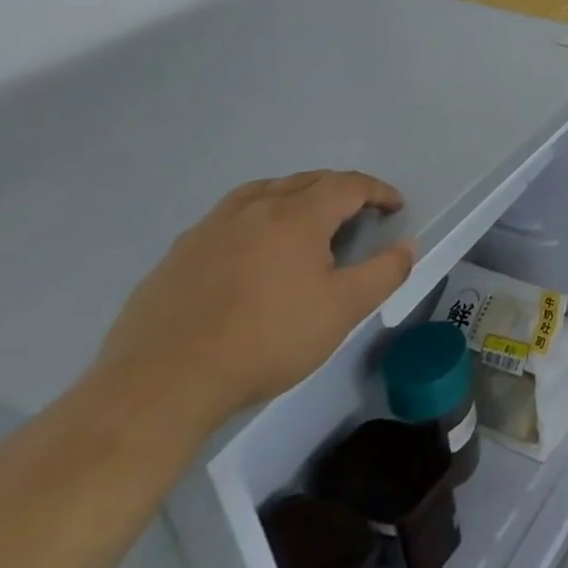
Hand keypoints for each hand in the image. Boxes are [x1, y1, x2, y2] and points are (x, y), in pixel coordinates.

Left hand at [98, 171, 411, 424]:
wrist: (160, 385)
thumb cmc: (266, 340)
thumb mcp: (342, 310)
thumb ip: (383, 273)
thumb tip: (407, 246)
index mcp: (296, 216)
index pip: (348, 185)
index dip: (378, 191)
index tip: (395, 206)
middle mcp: (253, 209)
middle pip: (305, 181)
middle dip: (339, 189)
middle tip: (358, 211)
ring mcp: (208, 230)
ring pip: (261, 192)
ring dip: (293, 195)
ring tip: (304, 218)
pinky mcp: (176, 257)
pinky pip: (226, 219)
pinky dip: (253, 219)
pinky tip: (251, 252)